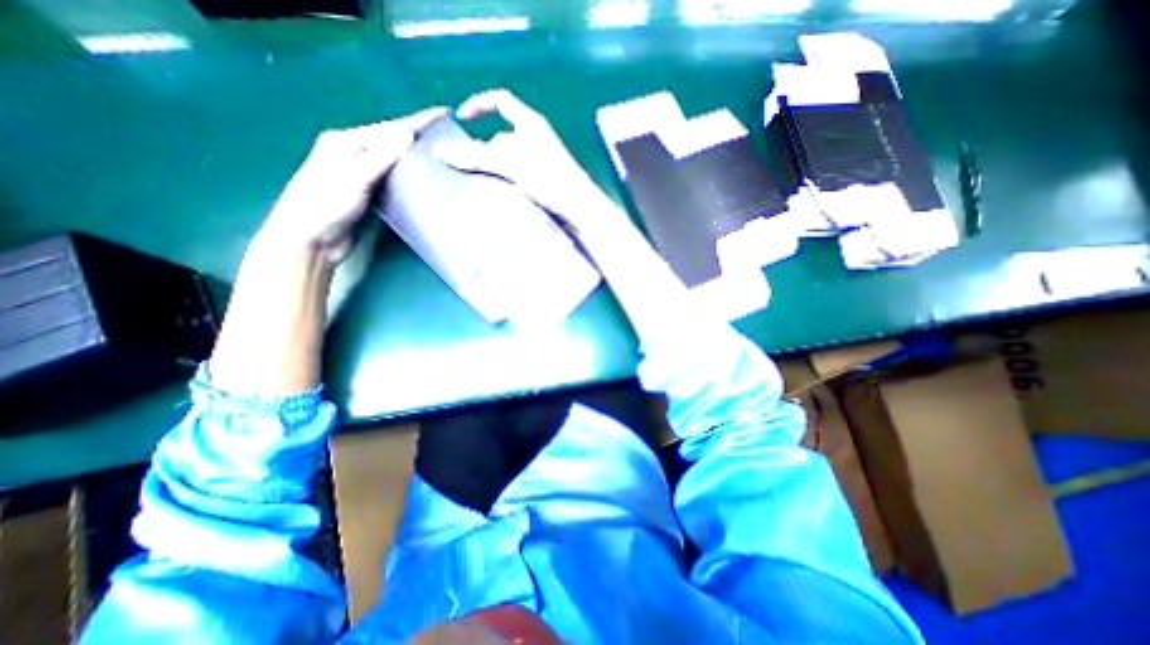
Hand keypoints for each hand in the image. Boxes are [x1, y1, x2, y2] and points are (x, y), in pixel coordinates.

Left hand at [262, 109, 446, 263]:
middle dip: (420, 137)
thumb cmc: (326, 204)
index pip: (389, 128)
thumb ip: (380, 156)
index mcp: (347, 142)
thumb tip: (407, 134)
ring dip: (417, 157)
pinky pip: (395, 179)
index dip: (417, 121)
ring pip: (396, 161)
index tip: (443, 113)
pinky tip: (425, 179)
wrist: (311, 239)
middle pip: (393, 141)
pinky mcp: (370, 194)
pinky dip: (410, 176)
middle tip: (448, 138)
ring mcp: (363, 175)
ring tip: (442, 157)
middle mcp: (355, 154)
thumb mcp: (353, 176)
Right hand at [436, 89, 614, 232]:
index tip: (460, 118)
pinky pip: (515, 179)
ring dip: (490, 171)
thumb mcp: (511, 163)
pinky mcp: (542, 185)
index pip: (500, 101)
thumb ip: (477, 156)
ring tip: (471, 185)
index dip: (478, 104)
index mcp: (531, 124)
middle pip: (500, 137)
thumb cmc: (551, 180)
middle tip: (460, 166)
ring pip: (507, 162)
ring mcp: (540, 164)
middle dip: (480, 149)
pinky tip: (493, 197)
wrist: (581, 211)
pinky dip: (503, 185)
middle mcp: (535, 140)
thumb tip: (440, 151)